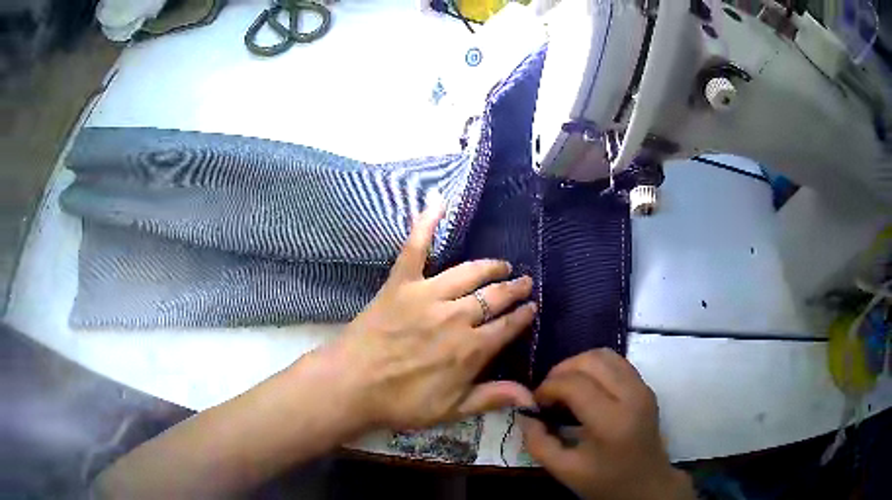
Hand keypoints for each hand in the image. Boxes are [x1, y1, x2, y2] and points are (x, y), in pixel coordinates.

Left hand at [299, 200, 536, 431]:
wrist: (352, 386)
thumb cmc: (401, 403)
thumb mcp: (451, 410)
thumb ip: (492, 397)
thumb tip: (532, 396)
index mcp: (470, 349)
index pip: (507, 326)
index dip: (523, 316)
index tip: (532, 308)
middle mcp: (456, 317)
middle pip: (494, 297)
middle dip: (513, 289)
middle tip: (525, 281)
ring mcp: (427, 295)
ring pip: (468, 273)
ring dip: (489, 267)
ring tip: (501, 265)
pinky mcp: (400, 283)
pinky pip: (415, 248)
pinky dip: (426, 223)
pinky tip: (437, 201)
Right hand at [520, 350, 694, 499]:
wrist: (646, 484)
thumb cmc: (605, 481)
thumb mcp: (564, 470)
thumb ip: (538, 442)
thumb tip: (525, 412)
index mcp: (612, 421)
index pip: (574, 384)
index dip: (548, 387)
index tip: (535, 403)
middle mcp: (632, 396)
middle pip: (591, 360)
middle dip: (561, 370)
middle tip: (547, 393)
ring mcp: (642, 388)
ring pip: (605, 354)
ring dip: (578, 365)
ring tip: (564, 387)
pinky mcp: (645, 386)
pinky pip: (616, 362)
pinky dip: (595, 367)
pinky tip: (585, 388)